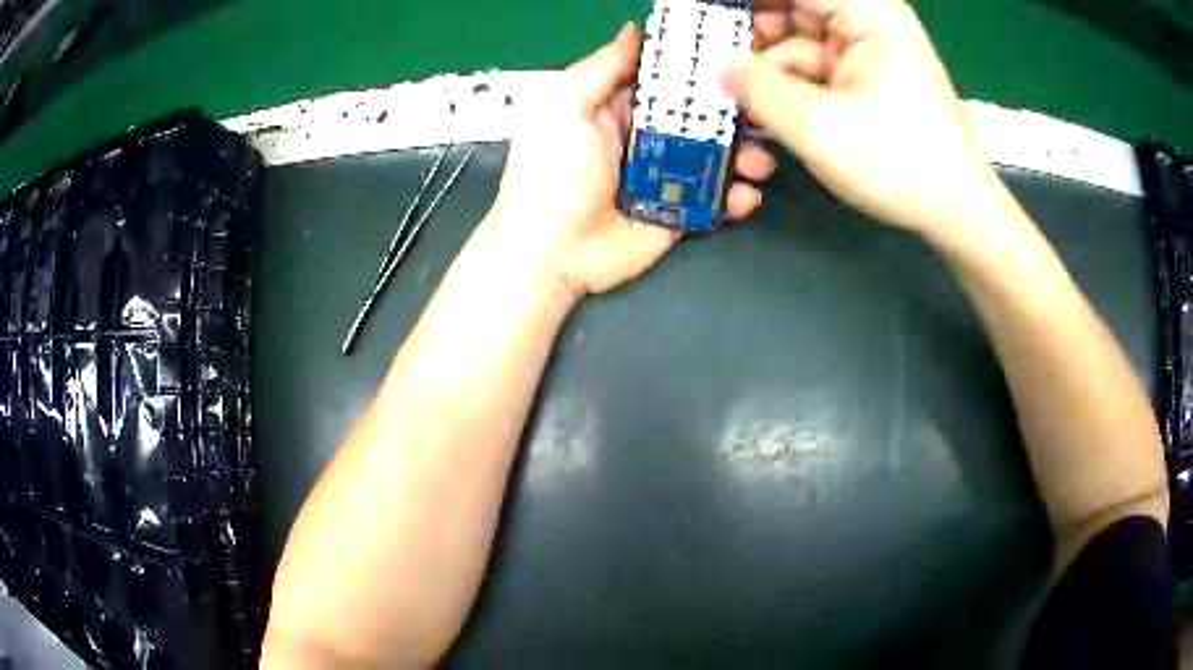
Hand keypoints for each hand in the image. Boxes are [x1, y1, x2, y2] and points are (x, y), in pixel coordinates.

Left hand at [486, 23, 774, 299]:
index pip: (666, 84)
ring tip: (760, 161)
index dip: (698, 72)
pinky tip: (747, 195)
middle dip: (733, 117)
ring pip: (713, 160)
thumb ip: (602, 67)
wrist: (550, 252)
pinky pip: (712, 202)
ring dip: (742, 157)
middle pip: (698, 120)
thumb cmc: (551, 173)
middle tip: (763, 114)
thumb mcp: (565, 107)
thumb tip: (633, 31)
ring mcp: (663, 179)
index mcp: (618, 110)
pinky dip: (734, 198)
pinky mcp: (675, 214)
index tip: (735, 60)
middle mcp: (644, 140)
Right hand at [723, 0, 1001, 235]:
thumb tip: (713, 63)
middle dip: (746, 36)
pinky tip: (754, 109)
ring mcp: (864, 53)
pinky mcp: (862, 81)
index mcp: (867, 12)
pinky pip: (809, 71)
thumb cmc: (899, 162)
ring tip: (722, 93)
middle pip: (789, 11)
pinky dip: (781, 87)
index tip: (700, 18)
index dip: (740, 4)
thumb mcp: (819, 124)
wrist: (956, 213)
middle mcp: (865, 22)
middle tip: (703, 59)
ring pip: (793, 43)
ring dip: (760, 67)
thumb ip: (757, 86)